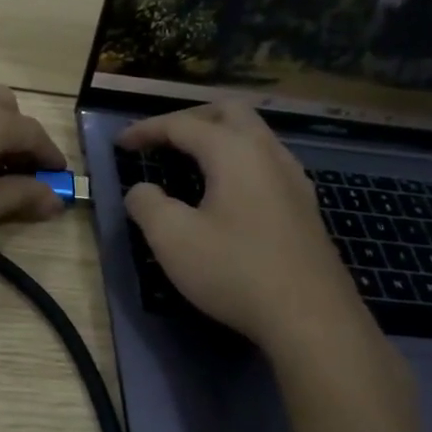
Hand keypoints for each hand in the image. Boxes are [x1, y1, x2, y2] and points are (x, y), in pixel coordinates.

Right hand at [120, 102, 375, 365]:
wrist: (311, 319)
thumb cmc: (235, 271)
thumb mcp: (172, 238)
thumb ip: (146, 204)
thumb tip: (141, 190)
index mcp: (234, 151)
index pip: (182, 124)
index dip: (147, 129)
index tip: (120, 144)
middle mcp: (268, 153)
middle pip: (229, 112)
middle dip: (189, 118)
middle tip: (161, 140)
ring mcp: (293, 179)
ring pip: (254, 135)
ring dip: (218, 136)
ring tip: (190, 160)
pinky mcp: (305, 206)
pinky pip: (266, 162)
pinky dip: (237, 160)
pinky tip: (226, 191)